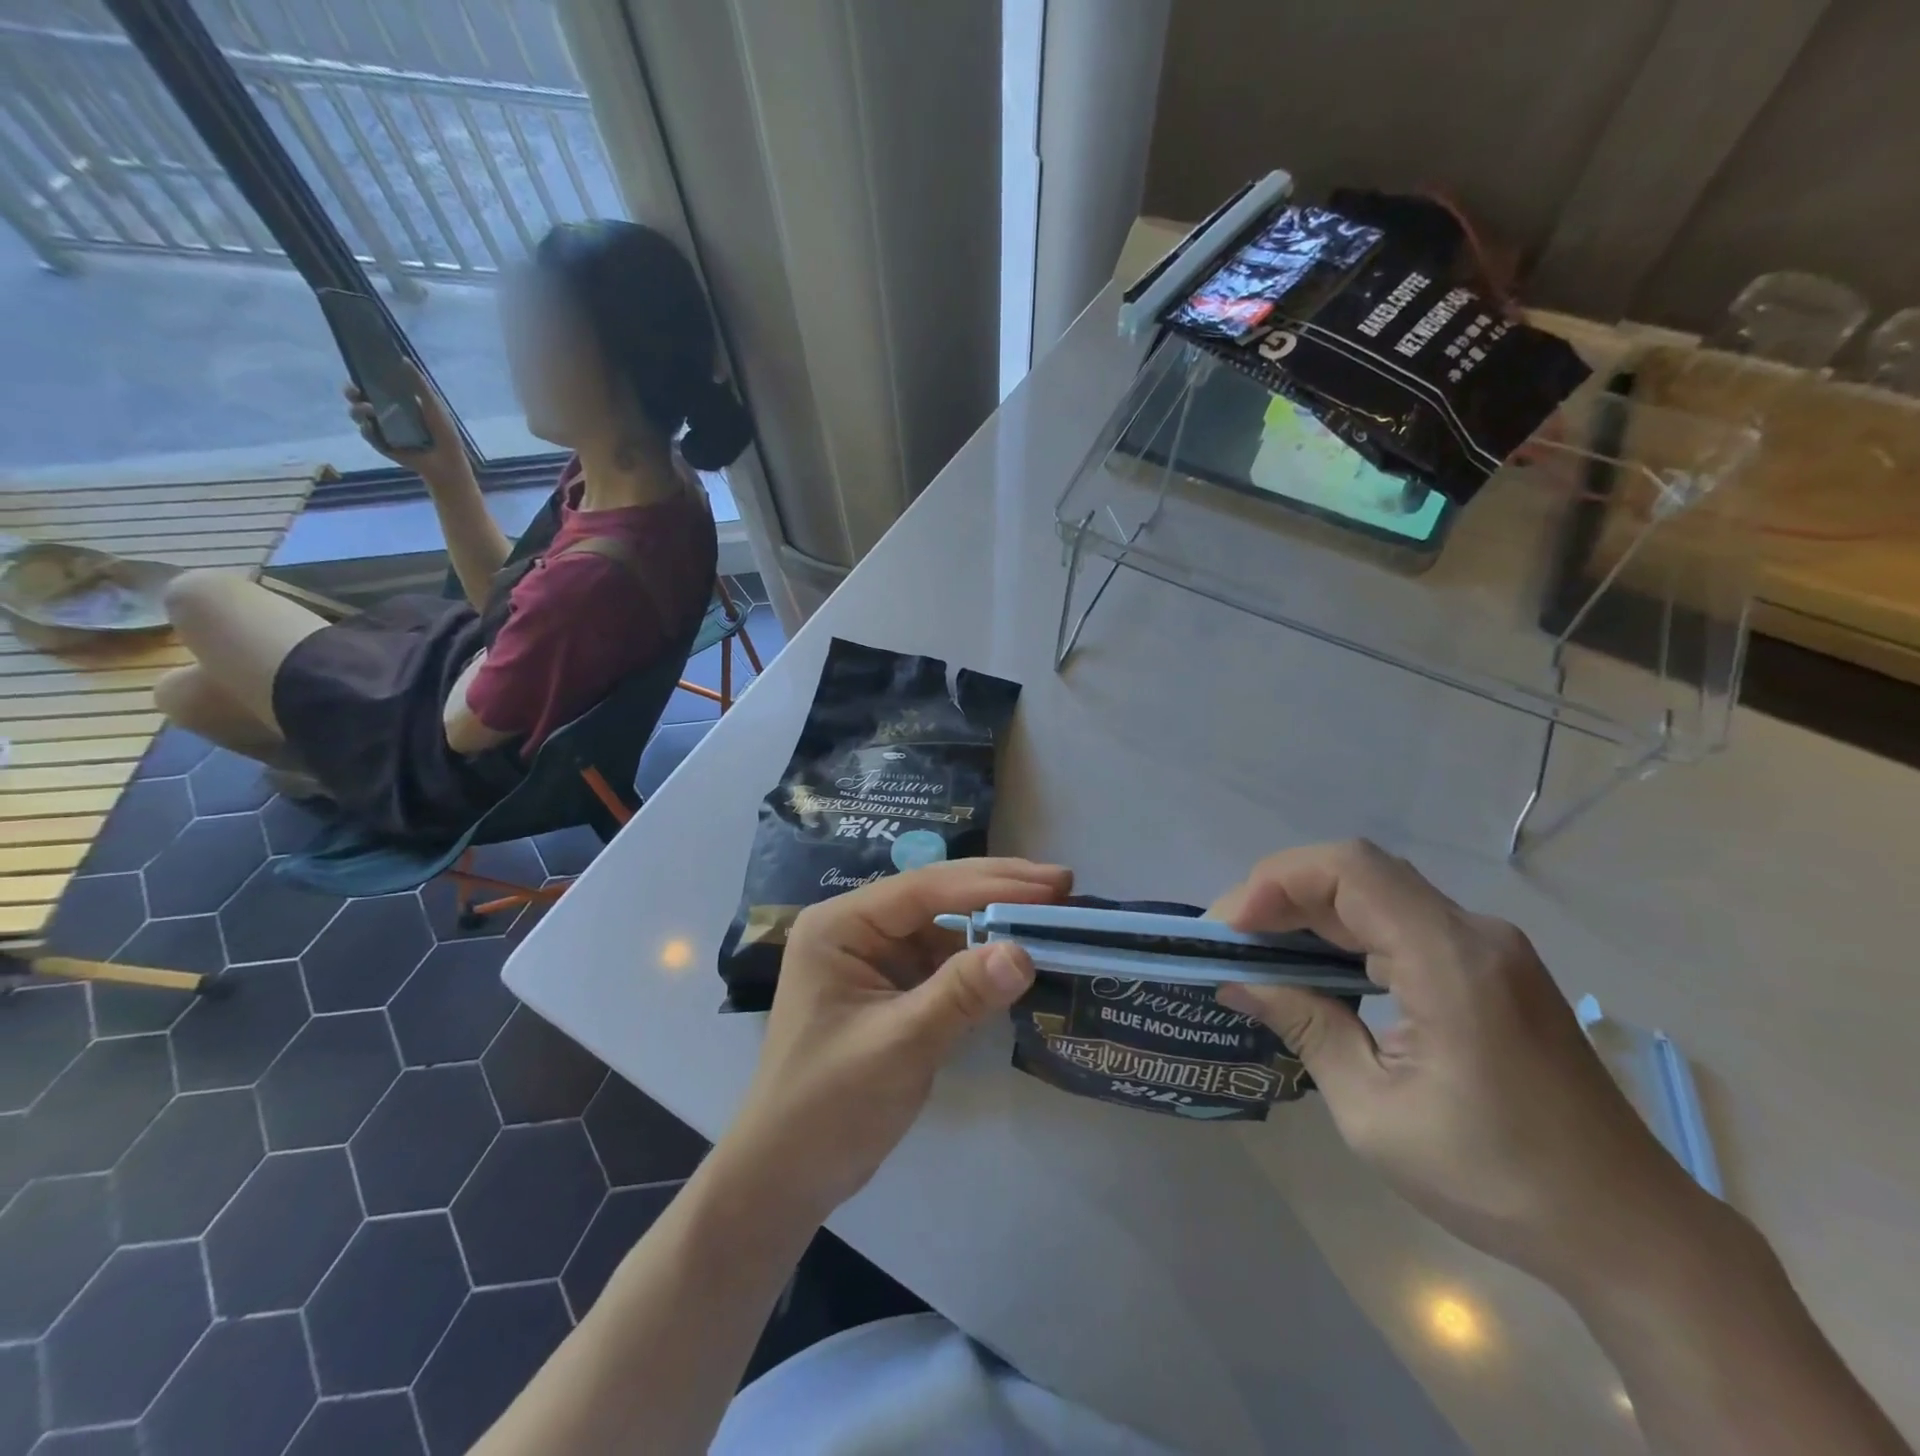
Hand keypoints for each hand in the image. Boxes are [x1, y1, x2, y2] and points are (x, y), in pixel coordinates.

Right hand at [344, 359, 466, 477]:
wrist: (448, 461)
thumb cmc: (443, 432)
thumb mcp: (432, 405)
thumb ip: (419, 384)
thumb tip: (403, 359)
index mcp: (395, 400)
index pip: (371, 383)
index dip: (362, 374)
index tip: (358, 365)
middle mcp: (383, 412)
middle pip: (357, 396)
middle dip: (351, 390)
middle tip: (354, 389)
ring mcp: (380, 428)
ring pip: (357, 414)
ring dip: (358, 410)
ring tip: (369, 410)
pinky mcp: (380, 444)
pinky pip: (367, 434)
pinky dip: (368, 429)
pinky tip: (372, 427)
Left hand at [720, 859, 1070, 1223]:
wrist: (787, 1176)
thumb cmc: (828, 1105)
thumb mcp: (899, 1044)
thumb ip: (960, 994)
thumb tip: (1023, 952)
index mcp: (840, 925)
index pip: (924, 889)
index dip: (991, 883)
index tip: (1052, 885)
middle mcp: (856, 929)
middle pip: (936, 896)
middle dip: (998, 890)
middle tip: (1063, 884)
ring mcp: (874, 958)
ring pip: (944, 926)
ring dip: (995, 922)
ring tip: (1053, 915)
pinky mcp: (891, 987)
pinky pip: (943, 959)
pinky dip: (981, 958)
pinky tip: (1017, 954)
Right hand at [1211, 840, 1720, 1289]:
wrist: (1631, 1232)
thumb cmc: (1497, 1179)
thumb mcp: (1375, 1112)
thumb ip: (1306, 1027)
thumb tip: (1237, 982)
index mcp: (1451, 961)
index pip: (1349, 869)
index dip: (1277, 882)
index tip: (1231, 930)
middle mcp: (1473, 934)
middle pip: (1358, 873)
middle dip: (1281, 896)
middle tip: (1230, 942)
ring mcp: (1487, 947)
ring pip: (1376, 893)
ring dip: (1309, 912)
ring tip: (1259, 954)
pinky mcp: (1490, 968)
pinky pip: (1401, 922)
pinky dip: (1345, 933)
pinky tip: (1317, 969)